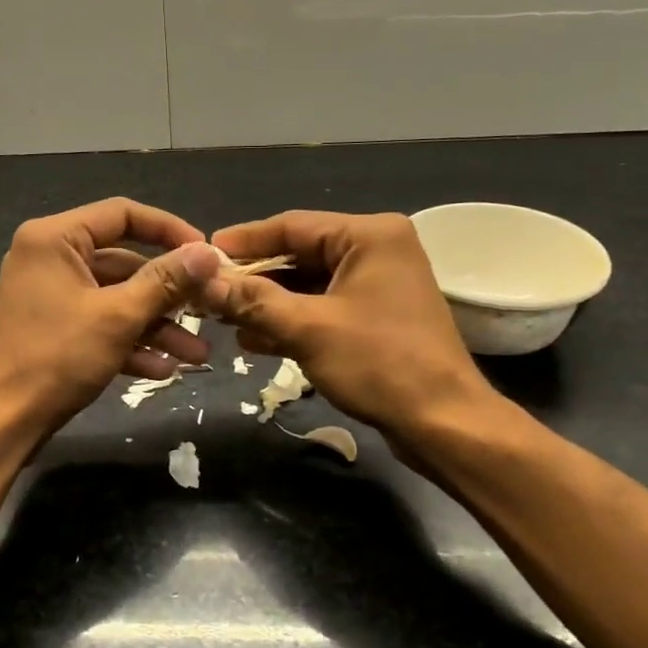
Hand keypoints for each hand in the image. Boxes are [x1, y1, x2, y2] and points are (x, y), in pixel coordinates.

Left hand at [0, 198, 223, 441]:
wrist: (1, 423)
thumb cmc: (56, 358)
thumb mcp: (118, 317)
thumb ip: (165, 282)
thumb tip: (209, 253)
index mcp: (55, 239)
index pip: (122, 214)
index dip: (169, 230)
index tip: (206, 253)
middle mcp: (50, 258)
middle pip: (124, 262)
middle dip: (168, 293)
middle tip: (208, 308)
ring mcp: (50, 296)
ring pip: (116, 299)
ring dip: (157, 326)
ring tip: (197, 354)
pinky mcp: (54, 329)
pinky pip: (100, 324)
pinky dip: (130, 343)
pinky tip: (164, 370)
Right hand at [202, 210, 504, 439]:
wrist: (443, 422)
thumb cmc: (379, 363)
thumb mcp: (308, 328)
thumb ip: (253, 301)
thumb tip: (205, 282)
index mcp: (369, 236)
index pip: (292, 226)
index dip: (244, 241)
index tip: (203, 253)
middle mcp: (376, 250)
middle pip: (299, 255)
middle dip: (254, 278)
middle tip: (208, 291)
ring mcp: (378, 285)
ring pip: (309, 285)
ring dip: (268, 303)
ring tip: (223, 319)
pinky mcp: (376, 317)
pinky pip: (324, 308)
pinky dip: (292, 321)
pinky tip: (254, 339)